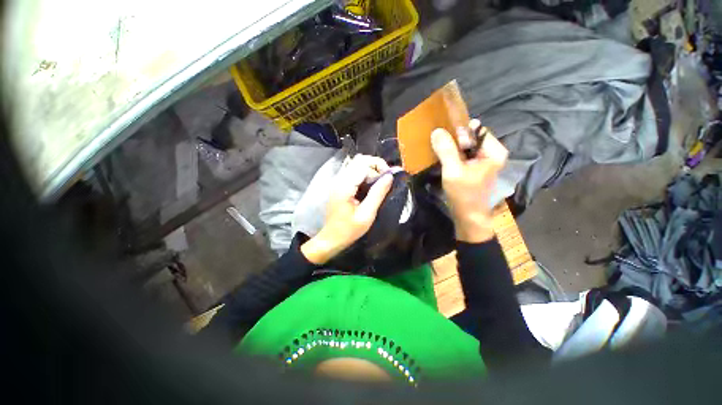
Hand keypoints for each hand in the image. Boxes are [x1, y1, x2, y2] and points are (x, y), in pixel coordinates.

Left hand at [301, 155, 392, 264]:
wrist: (331, 239)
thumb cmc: (349, 230)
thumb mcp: (367, 215)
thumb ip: (378, 194)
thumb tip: (389, 176)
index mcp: (345, 185)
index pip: (363, 163)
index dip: (379, 166)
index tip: (389, 178)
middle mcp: (339, 179)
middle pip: (359, 160)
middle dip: (376, 166)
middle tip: (385, 180)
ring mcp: (338, 181)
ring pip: (357, 165)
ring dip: (371, 170)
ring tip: (380, 184)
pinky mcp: (339, 185)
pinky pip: (354, 173)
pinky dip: (365, 175)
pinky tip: (371, 187)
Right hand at [431, 123, 507, 242]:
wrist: (468, 217)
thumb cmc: (464, 194)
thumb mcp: (453, 171)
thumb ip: (446, 150)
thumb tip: (437, 131)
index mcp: (494, 151)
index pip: (476, 130)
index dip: (460, 133)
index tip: (445, 139)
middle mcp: (491, 153)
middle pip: (470, 138)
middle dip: (454, 140)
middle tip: (439, 146)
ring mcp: (482, 162)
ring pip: (465, 147)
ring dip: (451, 148)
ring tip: (438, 150)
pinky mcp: (473, 169)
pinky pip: (462, 156)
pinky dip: (452, 155)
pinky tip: (442, 158)